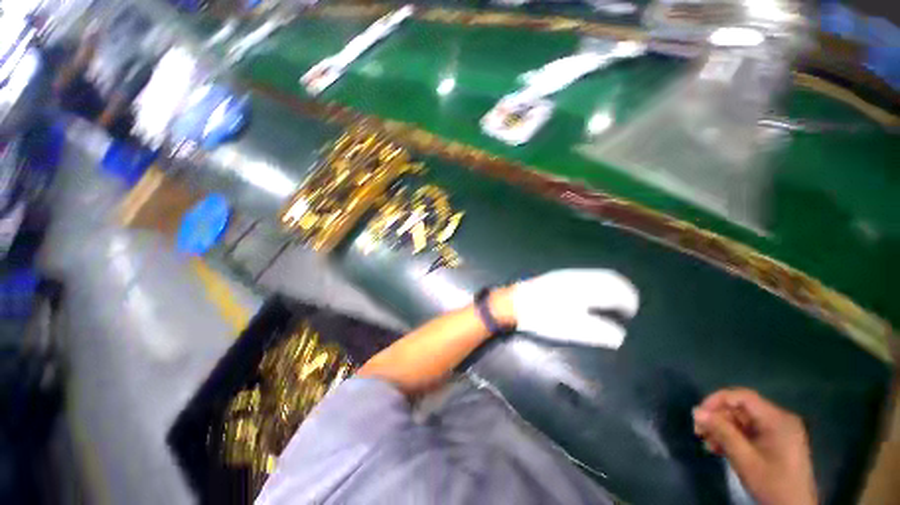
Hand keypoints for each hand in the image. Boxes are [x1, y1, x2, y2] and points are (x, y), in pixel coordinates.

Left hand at [509, 269, 639, 347]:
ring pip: (597, 275)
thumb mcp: (571, 328)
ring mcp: (567, 274)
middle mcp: (579, 277)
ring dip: (610, 286)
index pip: (616, 289)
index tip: (631, 313)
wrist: (514, 303)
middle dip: (623, 290)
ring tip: (614, 300)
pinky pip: (586, 275)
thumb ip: (598, 331)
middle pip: (609, 278)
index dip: (628, 301)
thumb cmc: (543, 317)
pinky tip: (593, 294)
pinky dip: (597, 283)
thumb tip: (620, 335)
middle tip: (628, 306)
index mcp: (585, 288)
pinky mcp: (558, 277)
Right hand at [693, 388, 817, 504]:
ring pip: (742, 421)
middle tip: (699, 432)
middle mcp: (779, 419)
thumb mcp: (745, 459)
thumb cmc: (772, 484)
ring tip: (707, 444)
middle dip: (717, 419)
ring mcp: (778, 431)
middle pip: (741, 409)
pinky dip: (732, 438)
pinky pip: (748, 432)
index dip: (717, 400)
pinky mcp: (775, 442)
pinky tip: (719, 449)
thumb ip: (722, 432)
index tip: (699, 414)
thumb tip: (696, 411)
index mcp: (777, 419)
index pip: (743, 397)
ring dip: (722, 430)